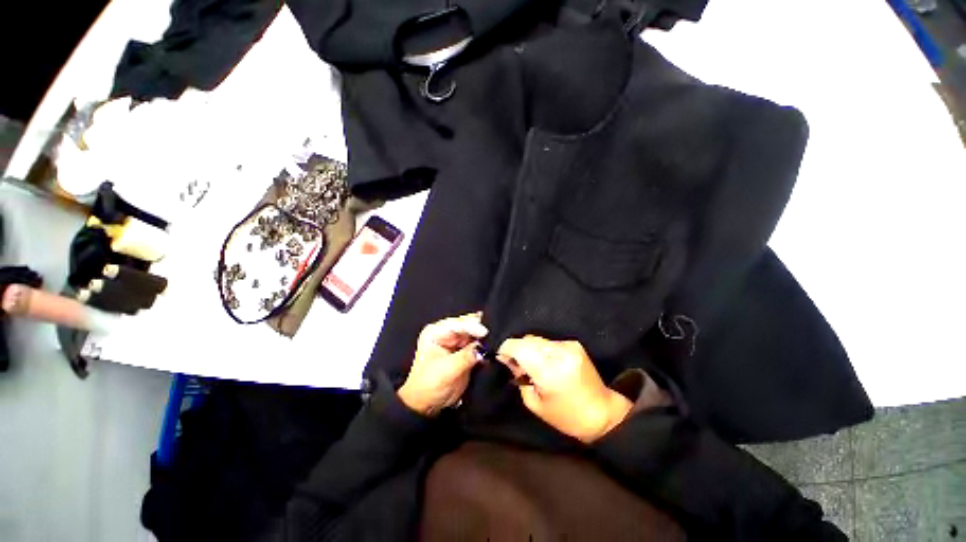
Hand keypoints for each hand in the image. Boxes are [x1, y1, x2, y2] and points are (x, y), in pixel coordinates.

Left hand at [397, 313, 487, 415]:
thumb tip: (482, 348)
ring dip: (485, 338)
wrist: (427, 405)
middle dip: (481, 329)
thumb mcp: (446, 371)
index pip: (457, 324)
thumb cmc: (428, 387)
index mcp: (435, 332)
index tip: (485, 332)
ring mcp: (456, 341)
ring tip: (497, 340)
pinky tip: (494, 346)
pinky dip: (486, 345)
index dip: (472, 326)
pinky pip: (478, 344)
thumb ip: (465, 357)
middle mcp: (446, 333)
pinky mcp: (465, 350)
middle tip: (495, 334)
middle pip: (468, 325)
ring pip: (475, 334)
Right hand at [498, 336, 632, 443]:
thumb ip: (519, 377)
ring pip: (537, 339)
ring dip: (530, 349)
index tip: (501, 357)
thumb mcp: (535, 403)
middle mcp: (558, 352)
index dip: (506, 349)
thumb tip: (508, 359)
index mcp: (548, 370)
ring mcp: (568, 346)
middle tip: (517, 366)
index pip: (518, 346)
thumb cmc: (565, 416)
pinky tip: (547, 363)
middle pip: (527, 340)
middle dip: (517, 349)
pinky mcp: (574, 344)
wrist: (601, 413)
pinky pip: (549, 342)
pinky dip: (543, 350)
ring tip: (534, 365)